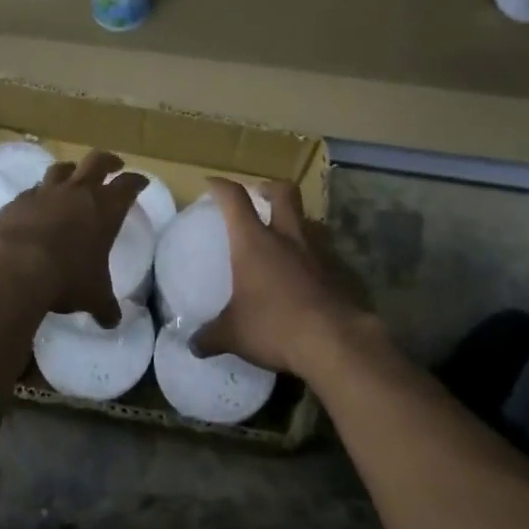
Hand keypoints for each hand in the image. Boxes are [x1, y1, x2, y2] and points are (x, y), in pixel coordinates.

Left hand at [0, 151, 144, 326]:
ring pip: (62, 169)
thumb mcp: (92, 296)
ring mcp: (46, 192)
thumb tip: (112, 321)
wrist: (15, 267)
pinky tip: (37, 204)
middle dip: (109, 161)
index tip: (141, 181)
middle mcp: (77, 192)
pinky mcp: (18, 200)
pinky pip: (33, 190)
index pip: (128, 186)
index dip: (136, 182)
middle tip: (114, 164)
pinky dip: (39, 194)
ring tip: (73, 176)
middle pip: (97, 161)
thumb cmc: (66, 278)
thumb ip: (104, 305)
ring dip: (71, 170)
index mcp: (105, 209)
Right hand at [191, 178, 368, 378]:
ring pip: (307, 220)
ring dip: (295, 221)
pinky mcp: (336, 272)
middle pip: (283, 192)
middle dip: (269, 188)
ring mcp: (316, 253)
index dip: (222, 187)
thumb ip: (211, 336)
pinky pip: (322, 252)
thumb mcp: (234, 334)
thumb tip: (192, 345)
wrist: (334, 342)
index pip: (235, 199)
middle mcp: (286, 237)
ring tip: (284, 237)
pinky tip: (304, 274)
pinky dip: (311, 255)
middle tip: (260, 195)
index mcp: (254, 242)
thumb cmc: (275, 327)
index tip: (212, 183)